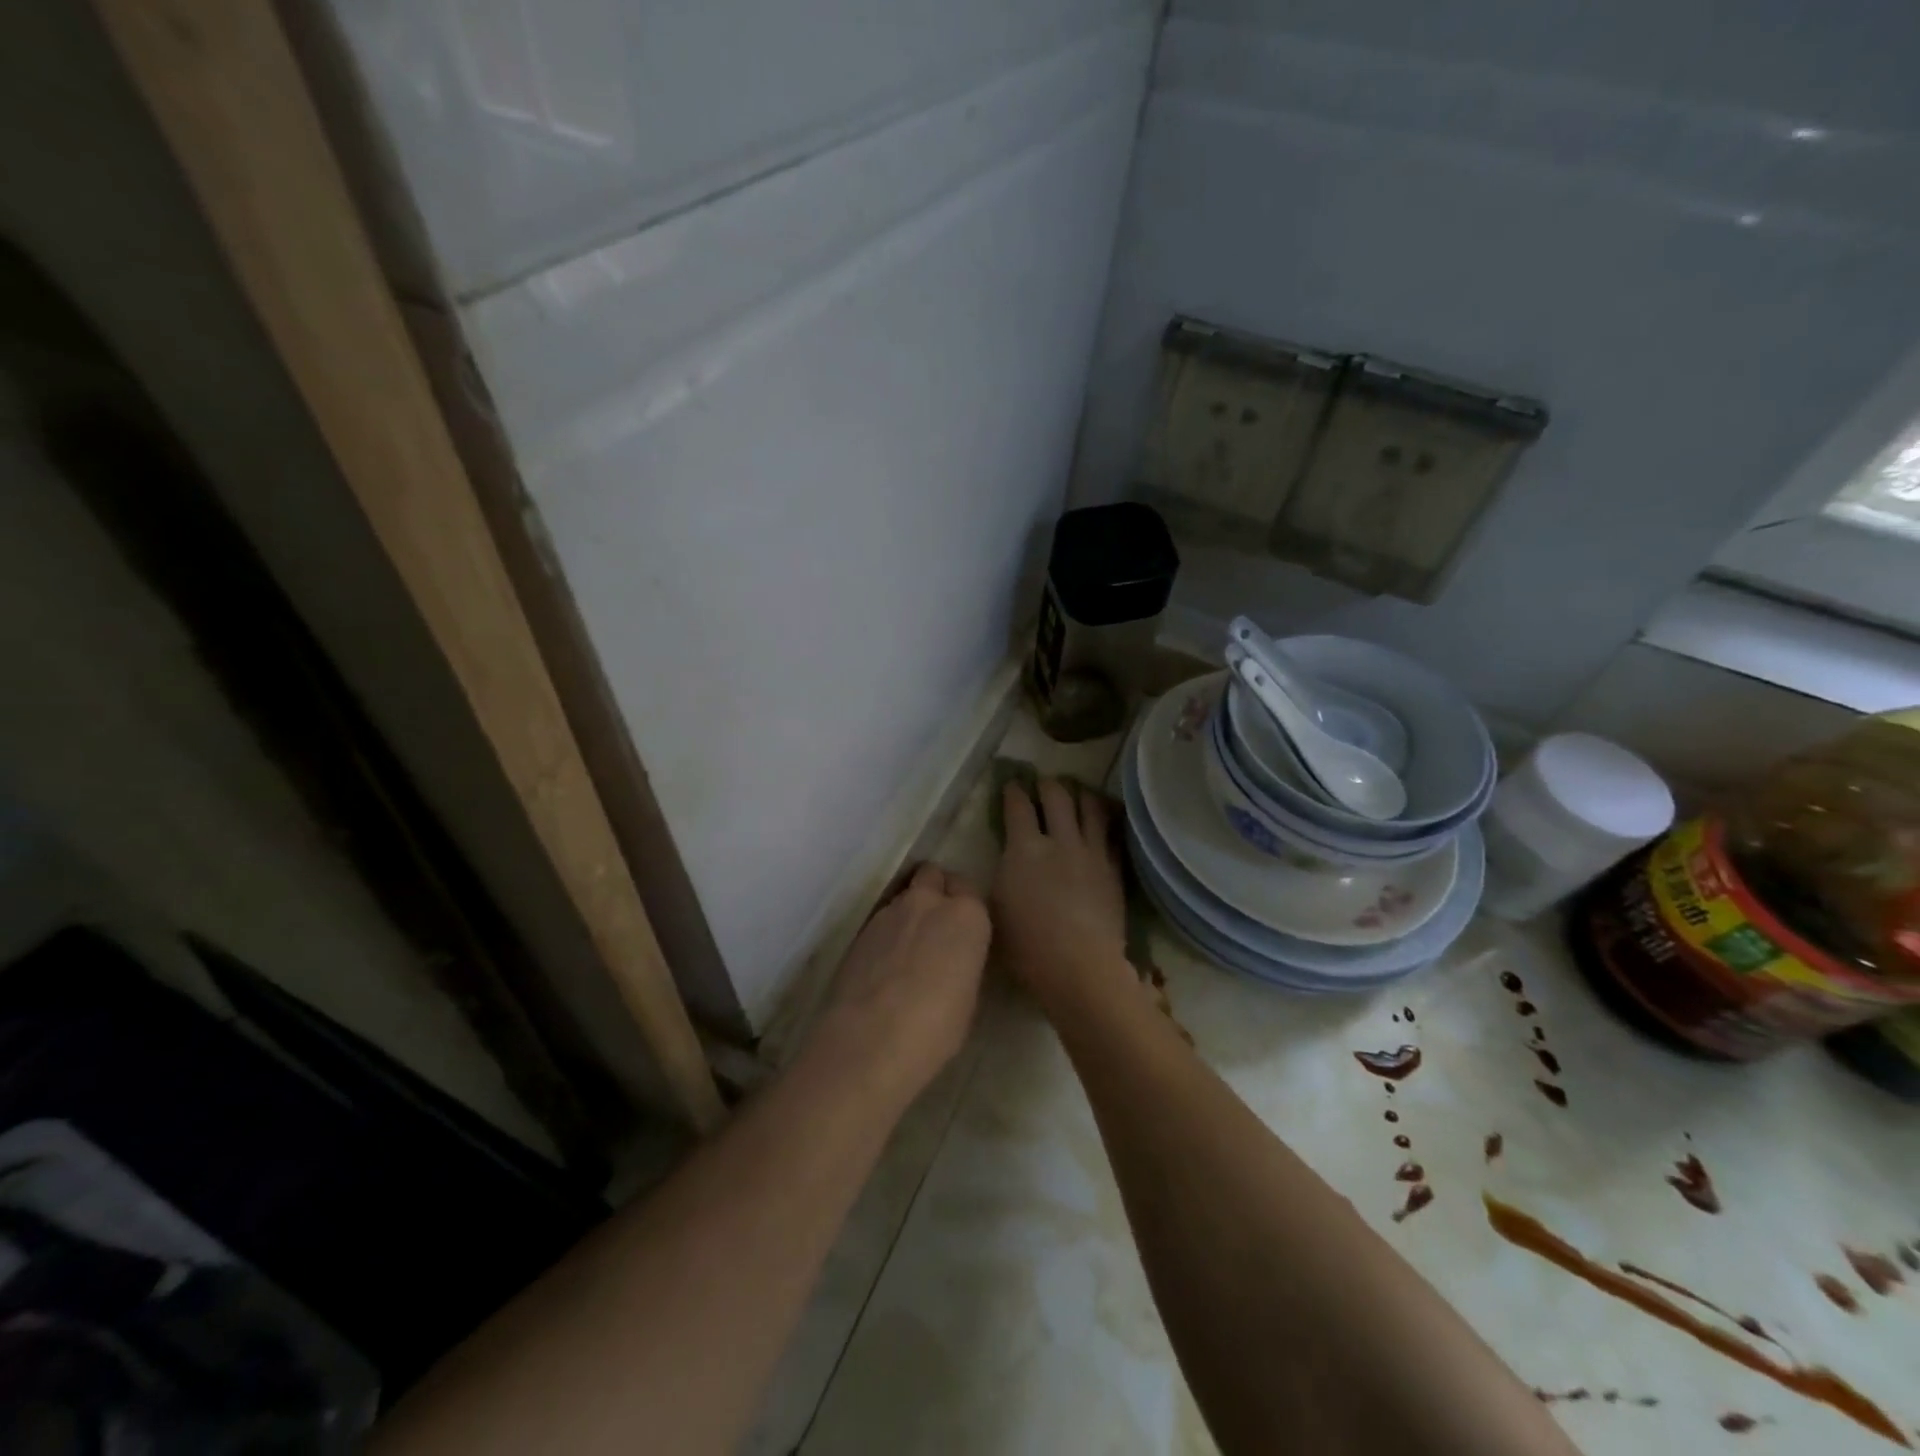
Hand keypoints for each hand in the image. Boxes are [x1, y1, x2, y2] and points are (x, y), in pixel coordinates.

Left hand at [817, 863, 990, 1102]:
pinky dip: (885, 933)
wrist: (870, 1040)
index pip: (968, 888)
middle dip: (934, 890)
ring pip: (903, 896)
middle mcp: (928, 902)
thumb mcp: (968, 998)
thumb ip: (963, 963)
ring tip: (906, 947)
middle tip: (935, 924)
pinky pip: (880, 920)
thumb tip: (951, 961)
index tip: (963, 929)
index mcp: (966, 916)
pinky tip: (883, 964)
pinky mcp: (859, 930)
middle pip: (932, 875)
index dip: (964, 905)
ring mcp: (889, 912)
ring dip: (907, 912)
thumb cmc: (936, 1027)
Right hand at [993, 779, 1134, 1016]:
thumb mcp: (995, 909)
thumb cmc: (1027, 946)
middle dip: (1048, 784)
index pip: (1018, 806)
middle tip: (1044, 782)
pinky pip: (1112, 834)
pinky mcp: (1114, 869)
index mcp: (1024, 848)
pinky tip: (1105, 820)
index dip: (1013, 790)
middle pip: (1057, 796)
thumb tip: (1003, 861)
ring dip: (1081, 793)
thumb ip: (1000, 876)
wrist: (1080, 966)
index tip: (1011, 784)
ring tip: (1078, 790)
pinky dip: (1106, 820)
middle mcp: (1059, 840)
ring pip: (1090, 807)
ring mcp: (1091, 852)